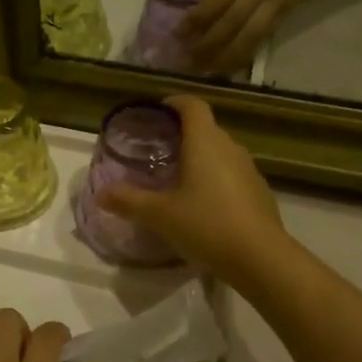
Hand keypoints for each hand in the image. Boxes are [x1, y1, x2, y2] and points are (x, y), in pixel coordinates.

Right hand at [96, 96, 287, 283]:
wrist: (261, 258)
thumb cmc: (206, 224)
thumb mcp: (160, 214)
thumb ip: (129, 201)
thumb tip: (100, 194)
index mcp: (205, 141)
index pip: (192, 105)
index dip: (174, 103)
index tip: (156, 112)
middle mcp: (230, 147)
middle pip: (206, 128)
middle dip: (182, 135)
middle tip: (158, 151)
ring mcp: (249, 170)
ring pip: (220, 153)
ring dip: (200, 159)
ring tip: (177, 179)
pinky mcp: (260, 193)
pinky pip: (232, 175)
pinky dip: (216, 180)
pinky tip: (203, 206)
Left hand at [183, 0, 329, 72]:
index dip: (198, 19)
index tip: (179, 33)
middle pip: (233, 22)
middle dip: (208, 43)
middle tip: (187, 58)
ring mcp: (277, 0)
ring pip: (250, 35)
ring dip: (227, 55)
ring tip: (207, 68)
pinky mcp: (289, 10)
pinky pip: (265, 35)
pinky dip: (247, 50)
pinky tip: (231, 62)